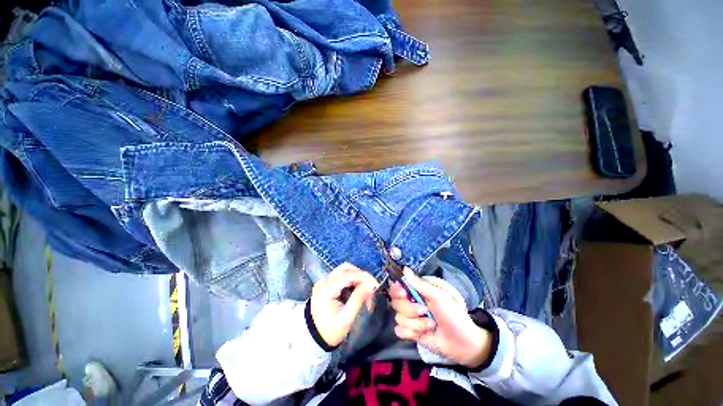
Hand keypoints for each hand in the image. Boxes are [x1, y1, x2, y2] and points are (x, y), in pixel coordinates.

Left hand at [310, 263, 379, 346]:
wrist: (312, 340)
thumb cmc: (330, 332)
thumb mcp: (345, 319)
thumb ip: (358, 300)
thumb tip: (371, 285)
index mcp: (326, 289)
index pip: (348, 275)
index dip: (364, 277)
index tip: (376, 285)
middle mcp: (324, 281)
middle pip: (346, 268)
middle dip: (361, 276)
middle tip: (371, 287)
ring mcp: (324, 281)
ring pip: (344, 270)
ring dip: (357, 277)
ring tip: (365, 290)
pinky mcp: (326, 284)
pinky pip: (341, 276)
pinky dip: (351, 280)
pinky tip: (357, 290)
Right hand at [391, 268, 491, 367]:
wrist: (463, 343)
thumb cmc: (453, 314)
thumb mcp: (438, 296)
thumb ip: (419, 284)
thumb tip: (404, 269)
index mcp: (417, 291)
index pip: (397, 287)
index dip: (396, 290)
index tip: (404, 294)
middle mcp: (411, 302)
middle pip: (395, 303)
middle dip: (410, 309)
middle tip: (425, 311)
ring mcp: (410, 318)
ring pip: (398, 318)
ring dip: (415, 324)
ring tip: (430, 325)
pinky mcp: (410, 332)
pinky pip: (399, 330)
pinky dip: (410, 333)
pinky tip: (422, 334)